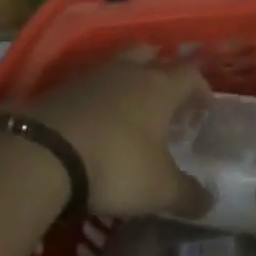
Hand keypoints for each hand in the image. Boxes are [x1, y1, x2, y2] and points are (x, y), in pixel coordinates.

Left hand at [20, 48, 210, 219]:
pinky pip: (88, 82)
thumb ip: (187, 195)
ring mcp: (92, 75)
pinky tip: (95, 118)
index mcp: (160, 86)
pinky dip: (97, 95)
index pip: (190, 74)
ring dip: (126, 78)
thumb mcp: (158, 188)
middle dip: (160, 68)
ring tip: (128, 105)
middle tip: (164, 95)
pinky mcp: (61, 87)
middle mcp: (129, 71)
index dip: (200, 88)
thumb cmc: (116, 163)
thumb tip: (210, 202)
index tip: (204, 107)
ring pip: (117, 63)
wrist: (44, 151)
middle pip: (151, 53)